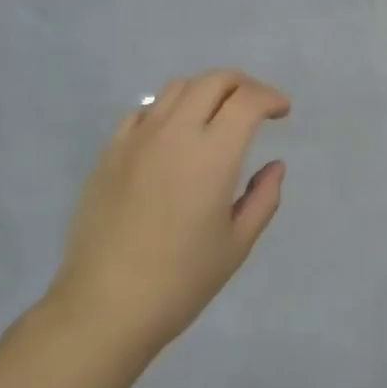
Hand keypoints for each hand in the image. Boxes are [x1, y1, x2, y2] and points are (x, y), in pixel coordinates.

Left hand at [46, 69, 289, 356]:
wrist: (104, 307)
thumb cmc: (180, 281)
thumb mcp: (237, 244)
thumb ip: (263, 198)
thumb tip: (275, 165)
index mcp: (213, 155)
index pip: (247, 100)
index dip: (271, 97)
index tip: (282, 111)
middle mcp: (175, 133)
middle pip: (214, 80)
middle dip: (243, 84)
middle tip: (256, 106)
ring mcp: (138, 138)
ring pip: (177, 87)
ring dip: (206, 90)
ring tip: (216, 115)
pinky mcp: (110, 151)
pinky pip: (144, 111)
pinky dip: (169, 109)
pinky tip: (173, 135)